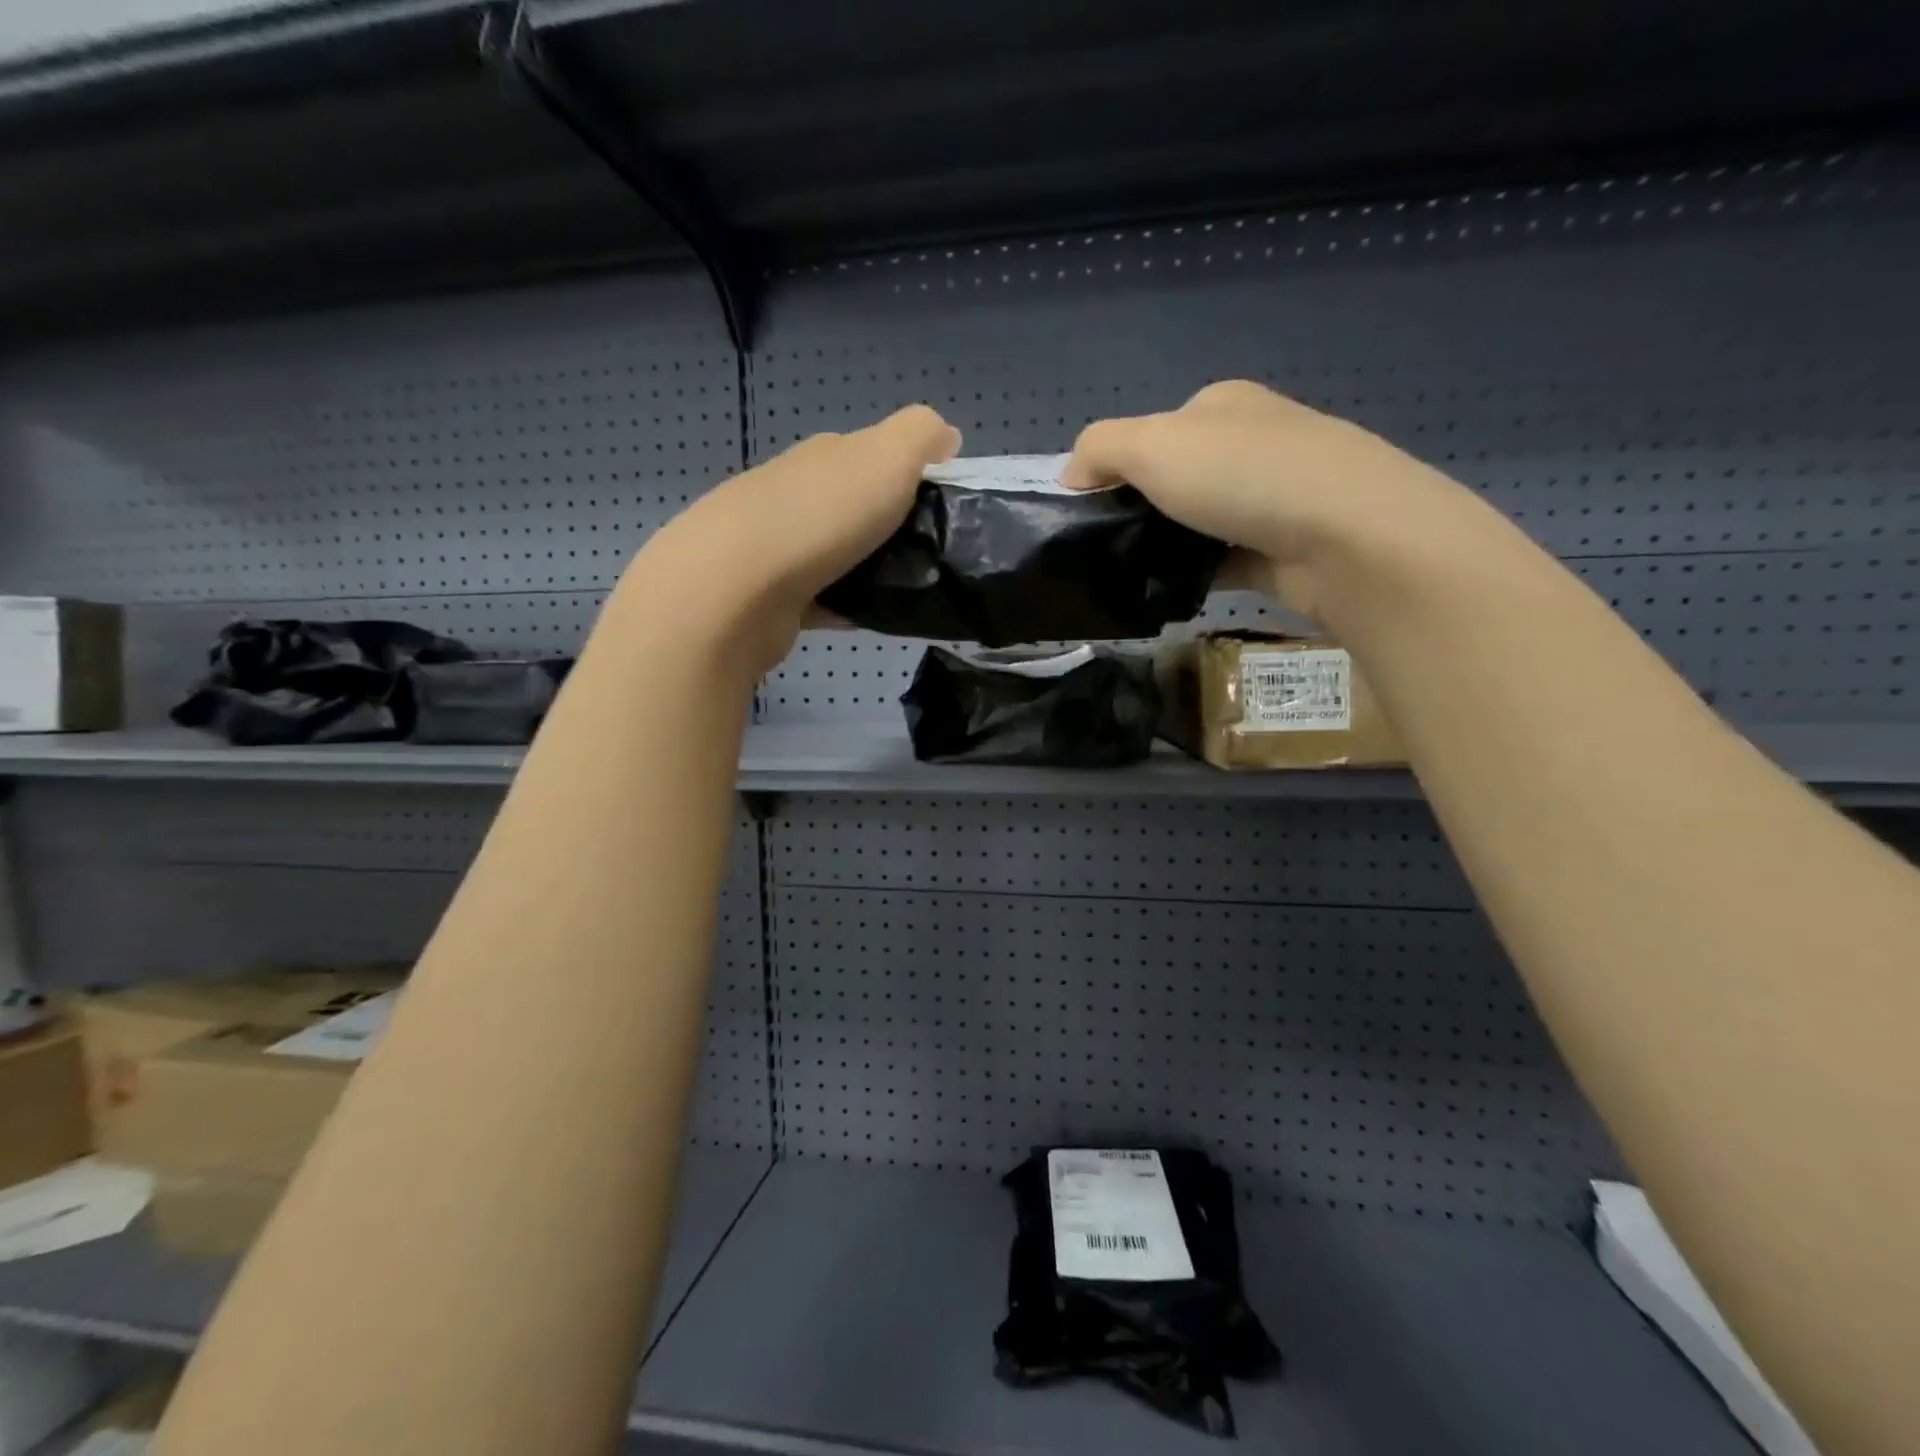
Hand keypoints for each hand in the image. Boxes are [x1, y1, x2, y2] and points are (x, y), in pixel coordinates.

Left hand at [623, 405, 959, 672]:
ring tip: (909, 592)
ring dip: (871, 568)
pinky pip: (824, 598)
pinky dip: (847, 606)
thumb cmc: (821, 516)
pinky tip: (870, 619)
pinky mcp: (771, 595)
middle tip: (933, 556)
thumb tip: (947, 436)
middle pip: (857, 506)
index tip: (948, 510)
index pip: (876, 455)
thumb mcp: (887, 456)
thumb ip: (921, 436)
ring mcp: (778, 545)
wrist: (735, 590)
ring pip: (840, 553)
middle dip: (894, 527)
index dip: (914, 477)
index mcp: (825, 455)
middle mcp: (797, 492)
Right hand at [1062, 380, 1477, 618]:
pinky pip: (1227, 561)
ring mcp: (1277, 496)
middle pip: (1179, 478)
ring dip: (1171, 546)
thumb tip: (1070, 475)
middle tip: (1110, 549)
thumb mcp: (1151, 445)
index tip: (1091, 511)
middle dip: (1144, 511)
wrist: (1345, 536)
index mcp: (1222, 406)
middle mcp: (1253, 443)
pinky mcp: (1287, 547)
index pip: (1155, 432)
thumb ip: (1099, 449)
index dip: (1117, 467)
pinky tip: (1173, 595)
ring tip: (1134, 577)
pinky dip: (1200, 576)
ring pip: (1203, 522)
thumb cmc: (1242, 476)